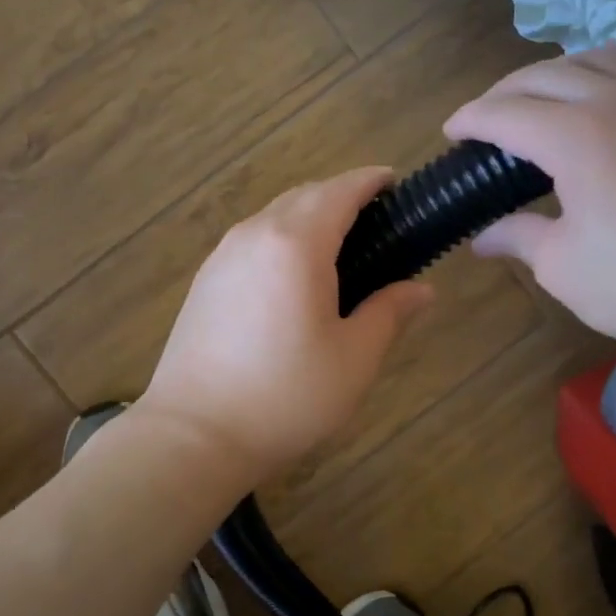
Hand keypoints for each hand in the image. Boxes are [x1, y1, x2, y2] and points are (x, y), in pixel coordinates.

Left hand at [139, 168, 433, 484]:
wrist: (194, 434)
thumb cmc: (286, 396)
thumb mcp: (354, 359)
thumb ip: (389, 313)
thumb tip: (421, 289)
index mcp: (296, 244)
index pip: (339, 191)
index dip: (369, 181)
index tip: (394, 182)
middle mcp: (254, 235)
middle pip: (304, 196)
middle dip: (340, 196)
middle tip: (375, 222)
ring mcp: (222, 257)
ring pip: (273, 217)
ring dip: (308, 218)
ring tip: (338, 249)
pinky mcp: (204, 282)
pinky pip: (252, 241)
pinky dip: (281, 240)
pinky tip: (293, 278)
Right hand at [445, 46, 615, 364]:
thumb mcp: (563, 267)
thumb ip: (518, 238)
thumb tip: (482, 239)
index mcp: (575, 137)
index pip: (505, 113)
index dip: (470, 119)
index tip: (450, 132)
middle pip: (543, 75)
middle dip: (503, 92)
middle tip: (485, 120)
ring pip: (596, 59)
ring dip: (554, 73)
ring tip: (539, 100)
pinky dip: (605, 73)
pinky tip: (603, 99)